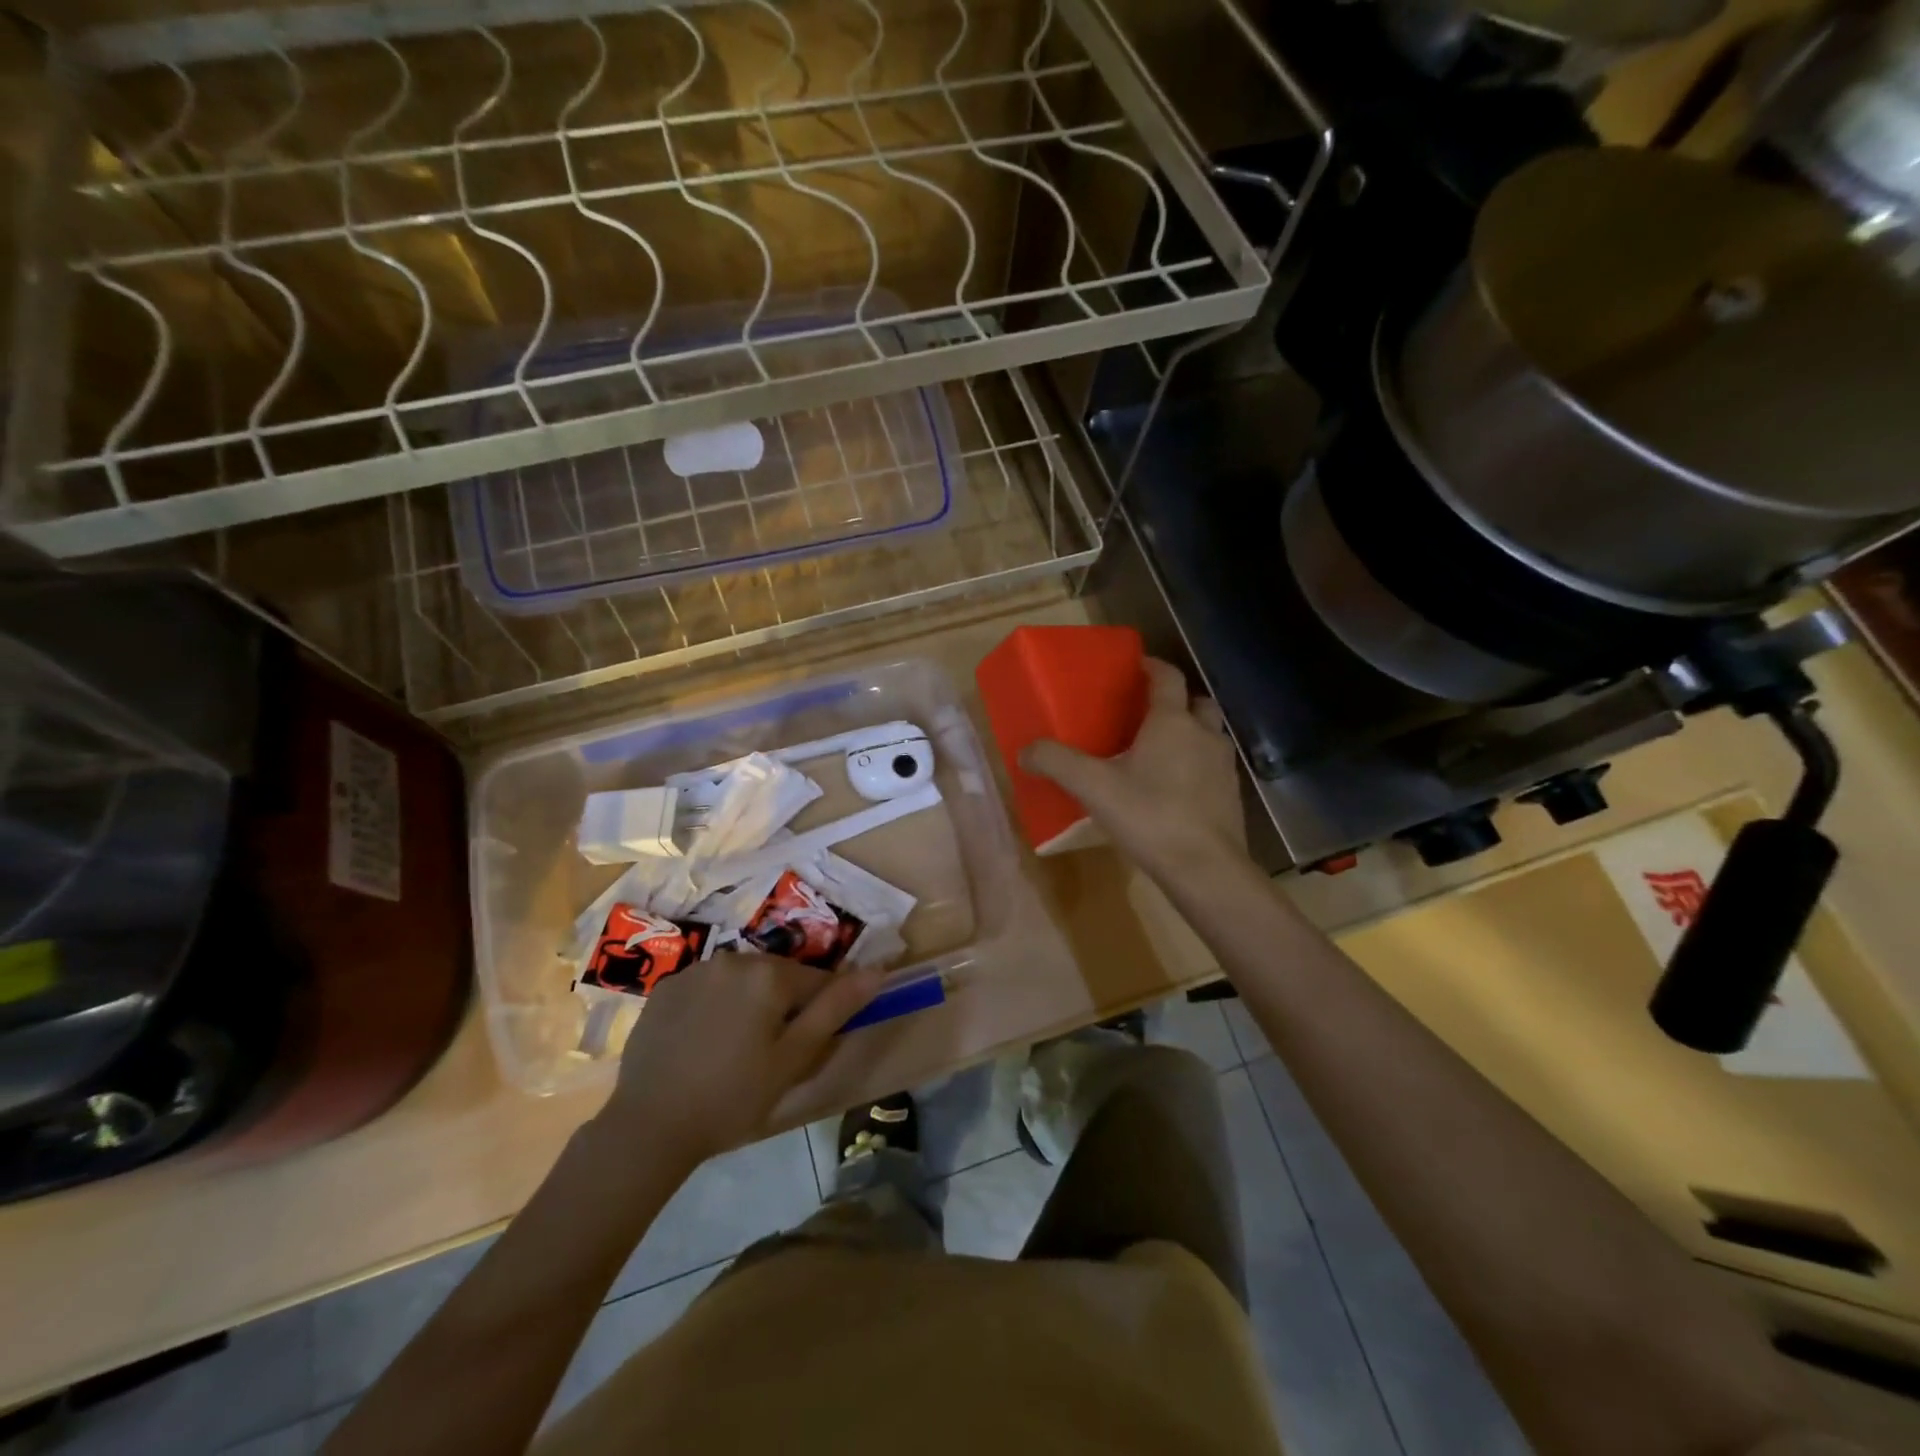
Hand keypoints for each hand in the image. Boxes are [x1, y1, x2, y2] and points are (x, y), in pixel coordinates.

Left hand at [600, 954, 885, 1170]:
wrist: (649, 1127)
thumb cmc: (733, 1097)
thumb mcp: (794, 1059)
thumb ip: (835, 1009)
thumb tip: (876, 972)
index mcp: (769, 973)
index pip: (817, 981)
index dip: (819, 1013)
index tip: (805, 1047)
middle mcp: (734, 957)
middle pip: (777, 977)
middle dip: (782, 1007)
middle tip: (768, 1056)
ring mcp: (695, 970)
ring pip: (742, 980)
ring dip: (748, 1004)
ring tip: (732, 1051)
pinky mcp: (665, 987)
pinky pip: (708, 988)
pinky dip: (714, 1007)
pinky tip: (702, 1045)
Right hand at [1022, 657, 1245, 875]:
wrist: (1205, 868)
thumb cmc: (1150, 816)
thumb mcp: (1093, 788)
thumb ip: (1057, 763)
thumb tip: (1026, 751)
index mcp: (1172, 722)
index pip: (1167, 677)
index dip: (1152, 667)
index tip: (1136, 666)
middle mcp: (1204, 735)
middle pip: (1196, 703)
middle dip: (1176, 702)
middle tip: (1147, 715)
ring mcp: (1223, 767)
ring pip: (1209, 736)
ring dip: (1189, 735)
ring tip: (1159, 753)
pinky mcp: (1231, 796)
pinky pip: (1213, 768)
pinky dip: (1196, 768)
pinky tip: (1173, 791)